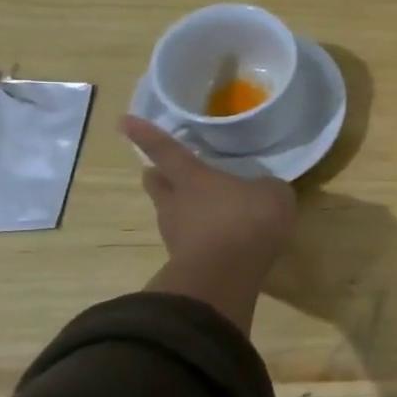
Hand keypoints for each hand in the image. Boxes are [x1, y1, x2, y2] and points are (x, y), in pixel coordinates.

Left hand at [122, 115, 296, 333]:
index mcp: (192, 177)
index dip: (146, 134)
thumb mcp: (273, 194)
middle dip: (158, 174)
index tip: (124, 121)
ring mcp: (176, 235)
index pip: (166, 150)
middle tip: (167, 171)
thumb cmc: (247, 220)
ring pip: (170, 213)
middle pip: (156, 183)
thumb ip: (265, 187)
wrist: (225, 276)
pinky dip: (199, 237)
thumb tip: (262, 189)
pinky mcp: (184, 262)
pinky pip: (188, 241)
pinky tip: (219, 240)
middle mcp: (175, 202)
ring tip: (204, 210)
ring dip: (181, 209)